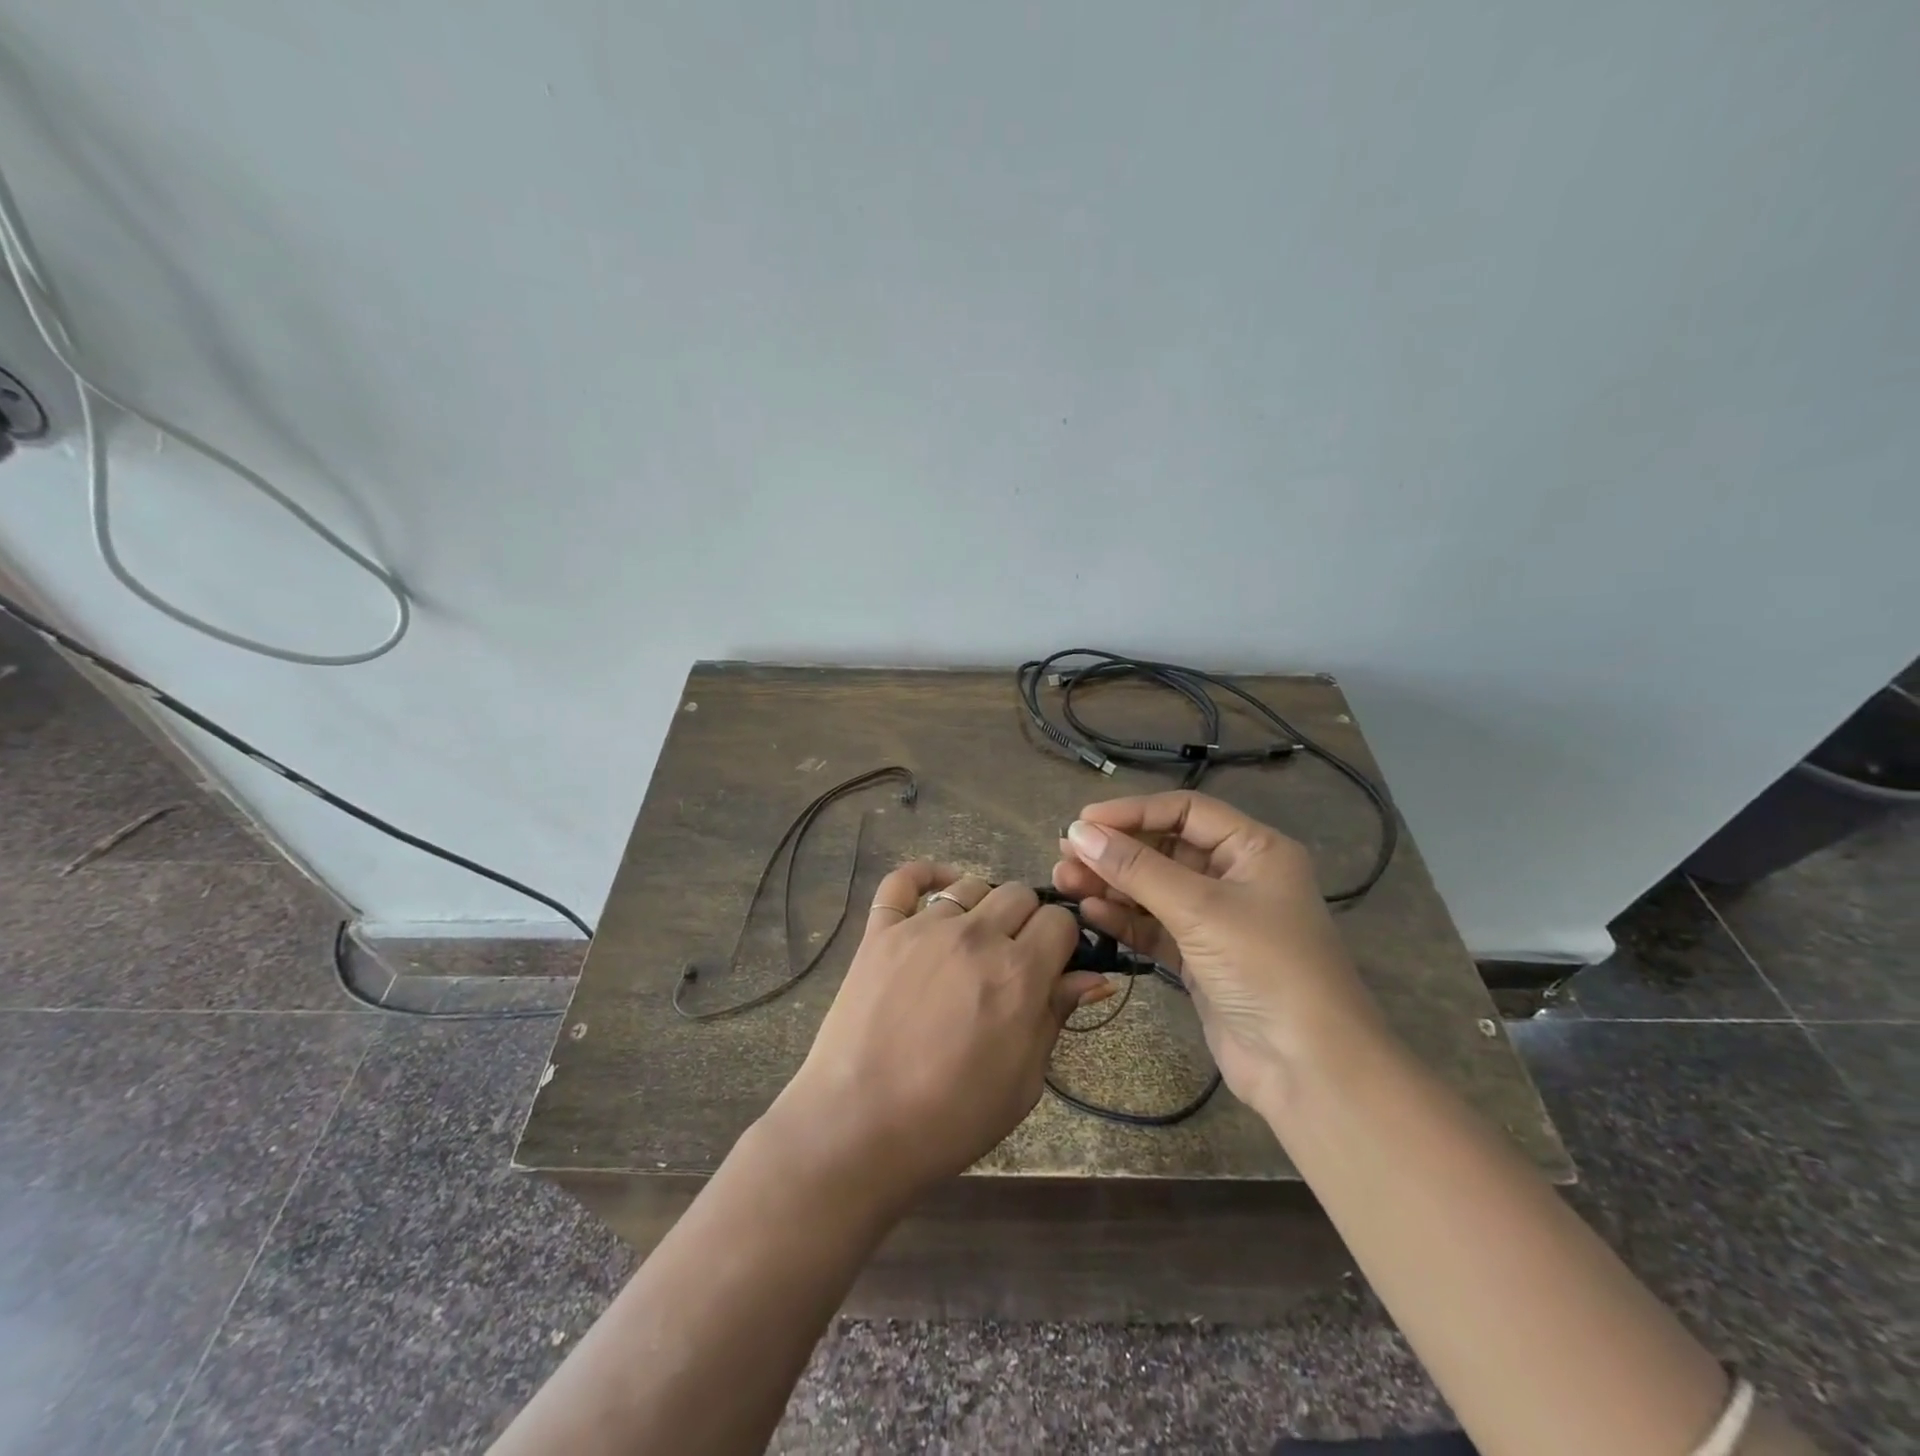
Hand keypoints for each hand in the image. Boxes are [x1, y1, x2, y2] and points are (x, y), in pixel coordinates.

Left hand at [764, 862, 1110, 1209]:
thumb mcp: (1024, 1081)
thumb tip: (1094, 977)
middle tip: (1015, 959)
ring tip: (976, 940)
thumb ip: (1056, 1016)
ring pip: (971, 886)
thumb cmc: (951, 1118)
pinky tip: (939, 886)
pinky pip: (903, 881)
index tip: (1055, 964)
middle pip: (1019, 895)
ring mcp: (922, 927)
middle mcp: (975, 936)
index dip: (1064, 941)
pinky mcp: (880, 931)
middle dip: (1028, 921)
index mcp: (1018, 973)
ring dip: (984, 906)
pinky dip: (925, 875)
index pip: (1059, 921)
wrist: (858, 1128)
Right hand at [1052, 791, 1382, 1115]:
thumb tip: (1079, 830)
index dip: (1133, 812)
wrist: (1309, 1069)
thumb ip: (1136, 869)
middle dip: (1115, 851)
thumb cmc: (1265, 968)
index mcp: (1254, 849)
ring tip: (1064, 881)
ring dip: (1111, 884)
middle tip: (1064, 854)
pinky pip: (1154, 926)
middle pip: (1165, 849)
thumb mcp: (1200, 908)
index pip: (1185, 811)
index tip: (1083, 821)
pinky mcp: (1200, 958)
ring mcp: (1217, 920)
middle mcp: (1236, 877)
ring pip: (1154, 889)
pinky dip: (1123, 919)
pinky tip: (1090, 912)